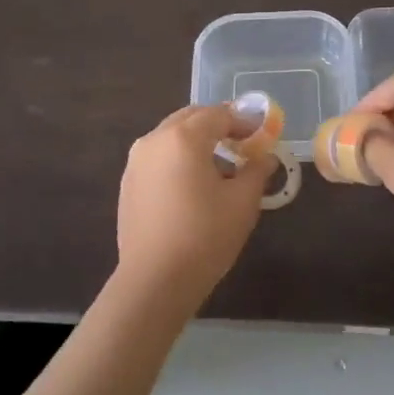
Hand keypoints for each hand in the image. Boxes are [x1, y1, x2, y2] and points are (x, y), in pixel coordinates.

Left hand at [117, 104, 274, 305]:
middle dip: (218, 125)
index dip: (244, 120)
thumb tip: (265, 157)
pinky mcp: (128, 183)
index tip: (262, 133)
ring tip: (220, 166)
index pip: (219, 114)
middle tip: (243, 142)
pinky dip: (179, 158)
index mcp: (183, 137)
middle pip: (191, 118)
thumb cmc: (205, 236)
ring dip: (197, 141)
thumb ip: (256, 171)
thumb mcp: (242, 202)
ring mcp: (136, 161)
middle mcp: (155, 140)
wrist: (155, 280)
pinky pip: (159, 157)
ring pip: (172, 136)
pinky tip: (193, 184)